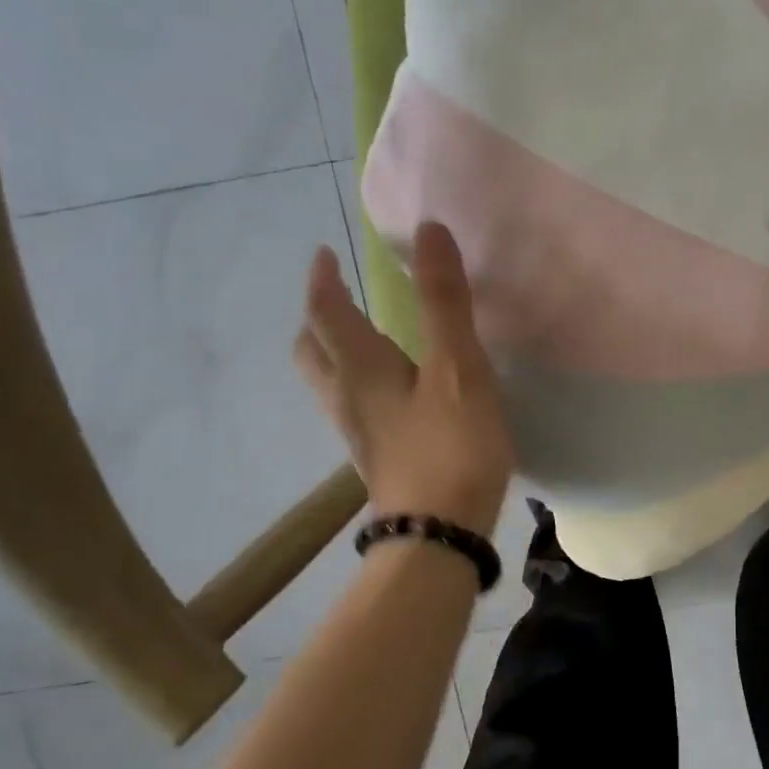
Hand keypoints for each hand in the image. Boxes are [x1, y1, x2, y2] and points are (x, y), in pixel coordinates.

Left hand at [293, 224, 513, 534]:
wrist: (439, 536)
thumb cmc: (451, 446)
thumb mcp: (457, 367)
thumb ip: (444, 302)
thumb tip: (429, 231)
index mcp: (360, 368)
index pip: (326, 312)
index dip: (322, 280)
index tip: (324, 254)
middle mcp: (347, 398)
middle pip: (312, 351)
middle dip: (317, 319)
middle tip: (335, 297)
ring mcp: (359, 433)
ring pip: (328, 383)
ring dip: (333, 352)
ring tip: (360, 337)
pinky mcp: (378, 459)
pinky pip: (353, 407)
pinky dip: (358, 383)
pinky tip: (391, 393)